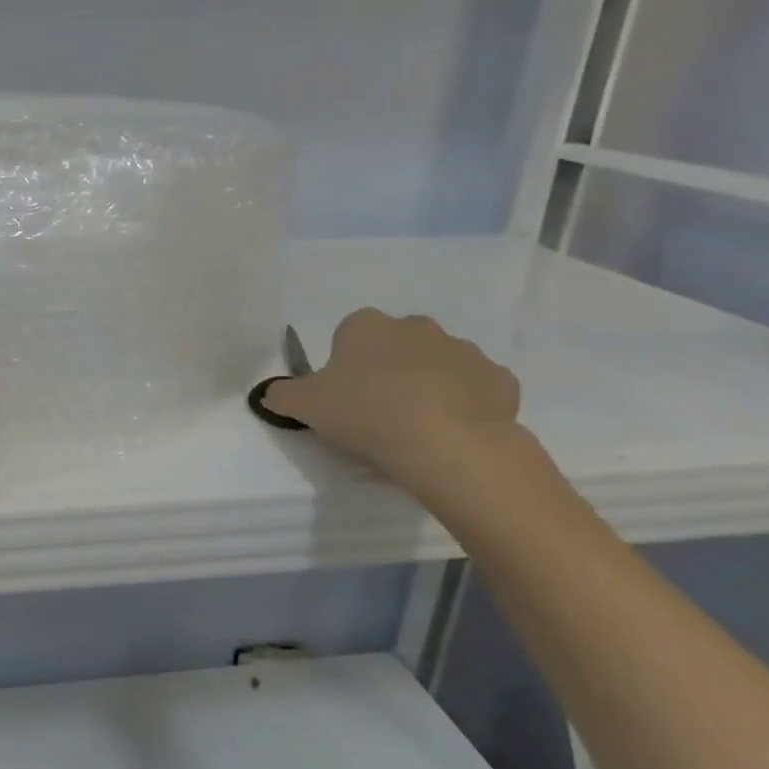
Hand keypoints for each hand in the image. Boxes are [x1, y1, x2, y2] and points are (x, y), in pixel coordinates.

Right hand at [260, 309, 522, 490]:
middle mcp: (416, 326)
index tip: (343, 395)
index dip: (344, 364)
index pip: (348, 334)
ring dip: (428, 385)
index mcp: (366, 325)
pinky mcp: (499, 380)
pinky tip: (452, 431)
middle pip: (395, 344)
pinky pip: (475, 388)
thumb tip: (269, 394)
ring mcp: (463, 350)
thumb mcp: (303, 406)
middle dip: (388, 368)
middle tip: (377, 410)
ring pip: (437, 364)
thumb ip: (281, 395)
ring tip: (416, 426)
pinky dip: (466, 403)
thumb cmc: (365, 412)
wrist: (446, 443)